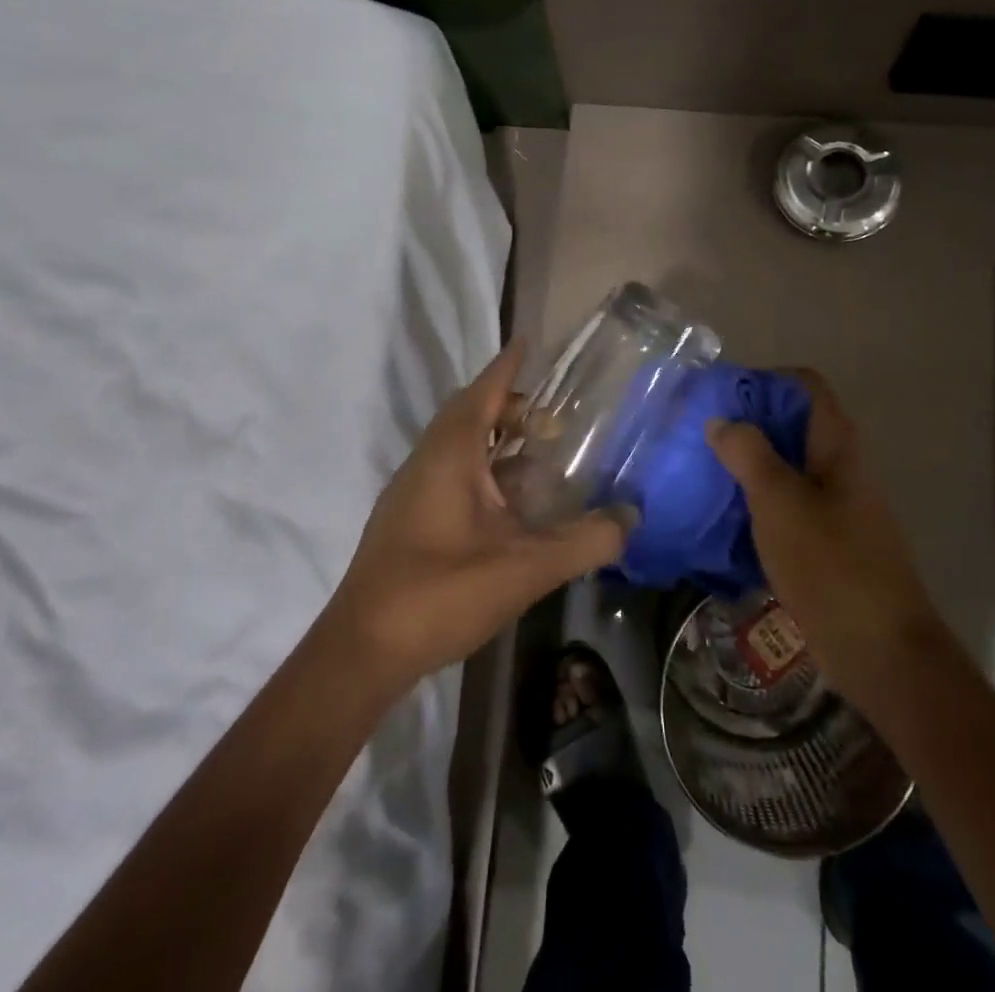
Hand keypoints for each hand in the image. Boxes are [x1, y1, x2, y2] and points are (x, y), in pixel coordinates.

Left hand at [325, 340, 630, 689]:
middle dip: (509, 406)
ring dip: (496, 440)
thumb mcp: (524, 568)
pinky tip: (510, 505)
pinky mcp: (409, 519)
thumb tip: (631, 517)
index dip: (508, 365)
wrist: (363, 650)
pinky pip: (451, 472)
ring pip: (459, 446)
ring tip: (539, 455)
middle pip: (470, 414)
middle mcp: (427, 461)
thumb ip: (583, 542)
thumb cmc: (440, 593)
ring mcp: (413, 490)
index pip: (483, 391)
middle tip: (552, 419)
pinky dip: (484, 470)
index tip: (529, 342)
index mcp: (450, 454)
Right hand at [705, 370, 944, 712]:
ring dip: (746, 465)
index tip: (722, 395)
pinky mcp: (825, 542)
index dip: (765, 380)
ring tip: (701, 471)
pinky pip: (785, 506)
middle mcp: (838, 468)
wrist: (882, 653)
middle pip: (792, 425)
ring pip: (785, 467)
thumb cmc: (831, 565)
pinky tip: (722, 517)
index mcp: (836, 446)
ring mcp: (834, 506)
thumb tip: (720, 420)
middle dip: (746, 424)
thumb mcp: (780, 502)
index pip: (805, 386)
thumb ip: (748, 454)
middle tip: (700, 434)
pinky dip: (755, 502)